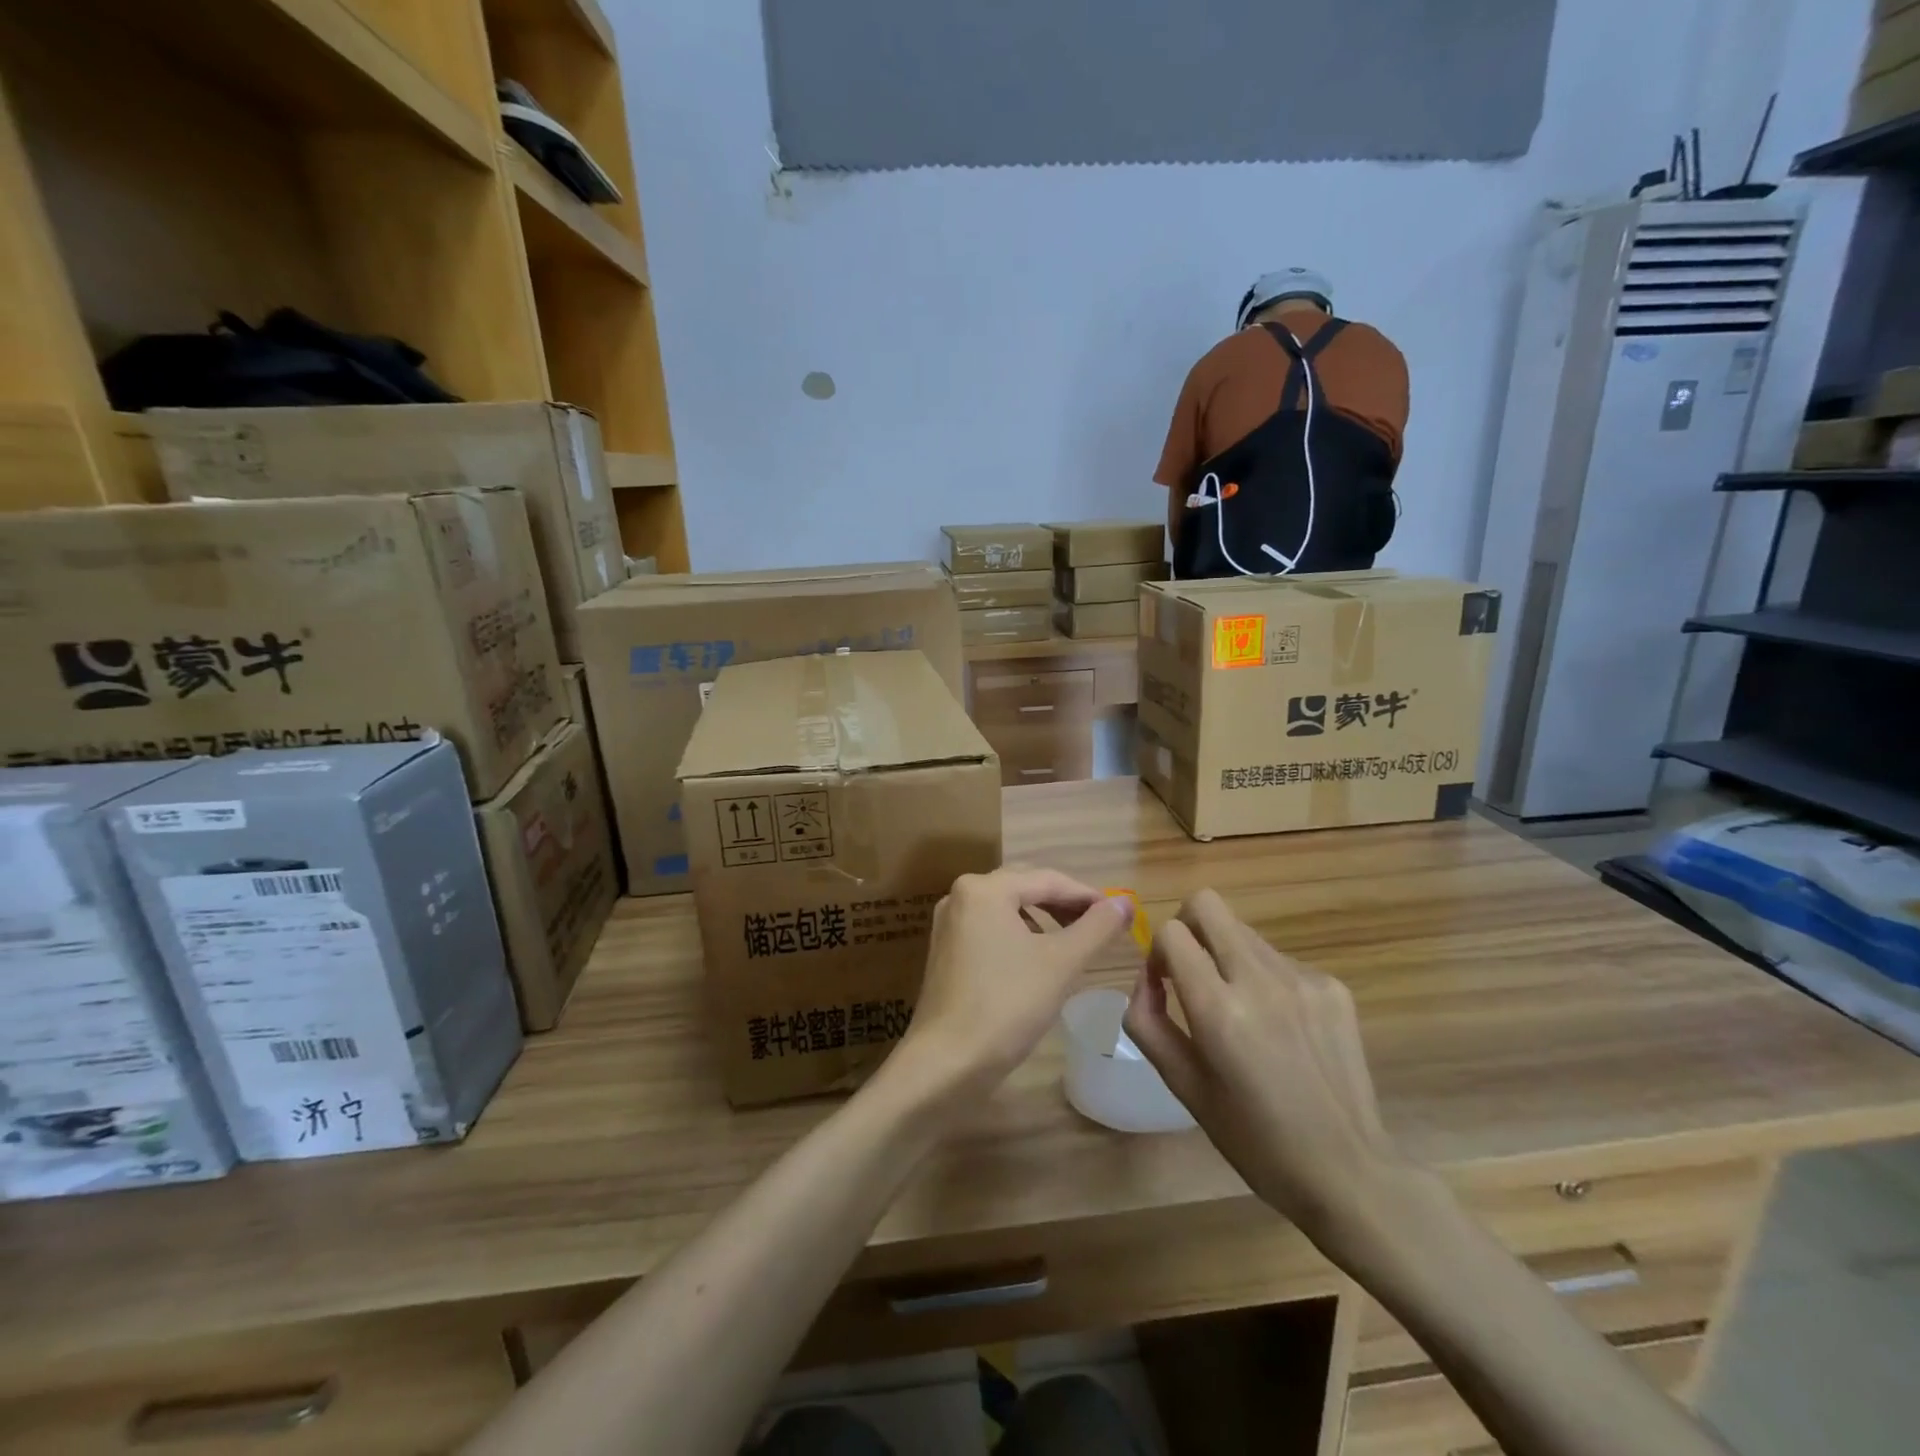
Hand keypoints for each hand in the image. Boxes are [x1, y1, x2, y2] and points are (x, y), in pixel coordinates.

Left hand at [892, 866, 1130, 1101]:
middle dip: (1064, 904)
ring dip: (1042, 919)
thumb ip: (1096, 927)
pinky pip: (990, 929)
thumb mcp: (1061, 963)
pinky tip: (1037, 960)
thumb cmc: (1007, 1005)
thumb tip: (1125, 903)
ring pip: (1007, 909)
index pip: (1047, 880)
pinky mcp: (945, 951)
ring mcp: (949, 924)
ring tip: (1073, 942)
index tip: (1120, 914)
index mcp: (985, 889)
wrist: (946, 1062)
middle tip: (1099, 925)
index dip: (1087, 895)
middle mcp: (961, 895)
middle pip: (1024, 888)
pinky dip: (1019, 936)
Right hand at [1122, 889, 1406, 1253]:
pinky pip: (1279, 959)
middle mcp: (1260, 981)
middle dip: (1187, 927)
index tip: (1165, 985)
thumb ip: (1148, 1023)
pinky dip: (1264, 978)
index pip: (1171, 933)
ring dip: (1227, 956)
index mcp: (1219, 1011)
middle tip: (1191, 971)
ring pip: (1243, 932)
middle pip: (1207, 905)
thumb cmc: (1254, 1140)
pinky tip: (1279, 1028)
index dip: (1157, 952)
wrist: (1349, 1172)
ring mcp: (1302, 979)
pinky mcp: (1332, 987)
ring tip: (1241, 1010)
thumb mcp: (1184, 1088)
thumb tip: (1146, 979)